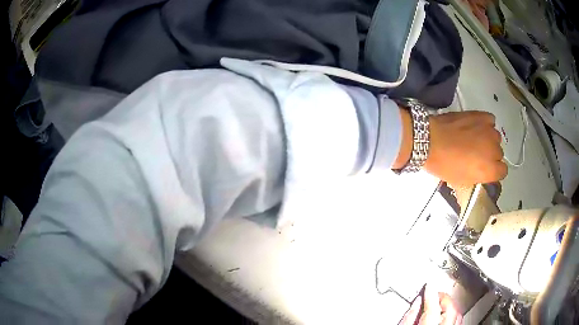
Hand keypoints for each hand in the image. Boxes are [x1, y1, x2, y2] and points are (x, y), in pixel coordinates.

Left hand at [394, 109, 506, 185]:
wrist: (431, 140)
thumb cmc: (445, 165)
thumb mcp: (463, 181)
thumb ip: (479, 177)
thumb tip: (484, 174)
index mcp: (490, 170)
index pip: (502, 171)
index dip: (494, 170)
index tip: (486, 169)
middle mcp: (494, 150)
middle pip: (499, 153)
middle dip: (490, 155)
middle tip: (476, 154)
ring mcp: (489, 131)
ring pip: (496, 137)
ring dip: (488, 139)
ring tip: (474, 139)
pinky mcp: (481, 115)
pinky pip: (490, 120)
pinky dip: (486, 123)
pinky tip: (476, 126)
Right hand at [400, 286, 461, 324]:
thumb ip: (409, 316)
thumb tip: (416, 302)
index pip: (434, 305)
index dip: (431, 292)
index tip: (429, 284)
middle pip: (450, 307)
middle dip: (442, 297)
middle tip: (433, 293)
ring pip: (457, 313)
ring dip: (449, 305)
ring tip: (439, 303)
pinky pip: (458, 321)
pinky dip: (453, 314)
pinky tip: (446, 313)